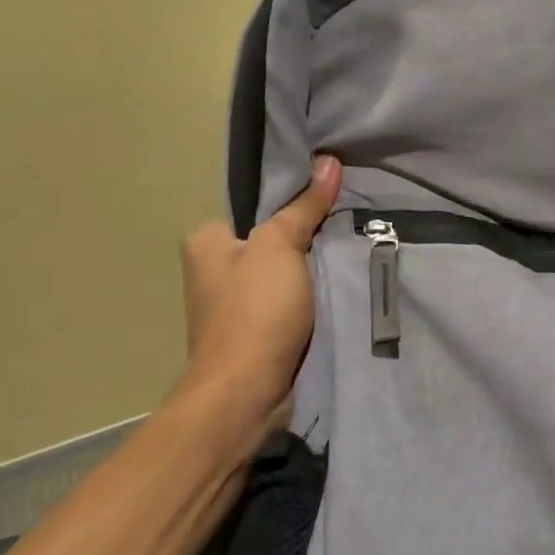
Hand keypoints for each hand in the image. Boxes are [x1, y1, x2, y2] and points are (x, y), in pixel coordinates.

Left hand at [177, 155, 341, 433]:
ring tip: (348, 258)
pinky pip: (285, 306)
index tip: (331, 203)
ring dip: (309, 275)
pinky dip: (307, 302)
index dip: (293, 204)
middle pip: (270, 243)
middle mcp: (211, 271)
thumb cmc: (256, 311)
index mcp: (206, 242)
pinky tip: (335, 294)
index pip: (255, 209)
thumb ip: (304, 206)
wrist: (246, 393)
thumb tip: (328, 161)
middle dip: (305, 241)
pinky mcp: (252, 336)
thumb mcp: (282, 246)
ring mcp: (231, 307)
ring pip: (281, 276)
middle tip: (345, 231)